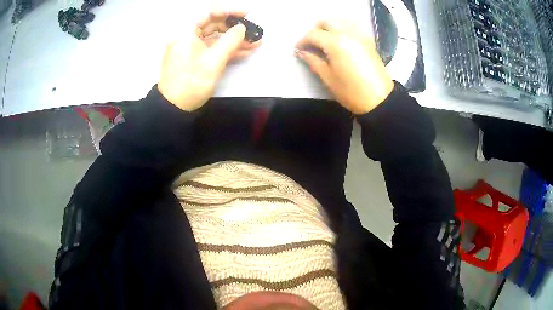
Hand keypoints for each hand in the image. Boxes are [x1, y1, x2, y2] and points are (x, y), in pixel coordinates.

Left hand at [158, 11, 261, 110]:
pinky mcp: (193, 58)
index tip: (247, 14)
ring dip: (234, 40)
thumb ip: (231, 41)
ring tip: (255, 42)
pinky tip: (244, 51)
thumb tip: (242, 28)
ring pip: (214, 37)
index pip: (209, 12)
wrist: (173, 108)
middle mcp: (187, 36)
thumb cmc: (191, 82)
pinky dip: (226, 49)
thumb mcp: (214, 60)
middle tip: (254, 31)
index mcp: (186, 31)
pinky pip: (211, 48)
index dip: (230, 11)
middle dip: (235, 28)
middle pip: (213, 24)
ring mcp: (190, 48)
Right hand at [296, 21, 393, 113]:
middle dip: (315, 30)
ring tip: (325, 40)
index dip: (303, 41)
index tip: (298, 49)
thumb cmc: (351, 92)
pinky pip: (353, 27)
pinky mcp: (368, 41)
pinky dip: (343, 28)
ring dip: (330, 27)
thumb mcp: (328, 79)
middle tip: (311, 43)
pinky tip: (341, 40)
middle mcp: (347, 34)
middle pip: (327, 22)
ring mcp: (360, 36)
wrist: (380, 99)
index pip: (314, 34)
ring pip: (340, 21)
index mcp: (335, 44)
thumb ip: (314, 62)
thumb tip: (302, 52)